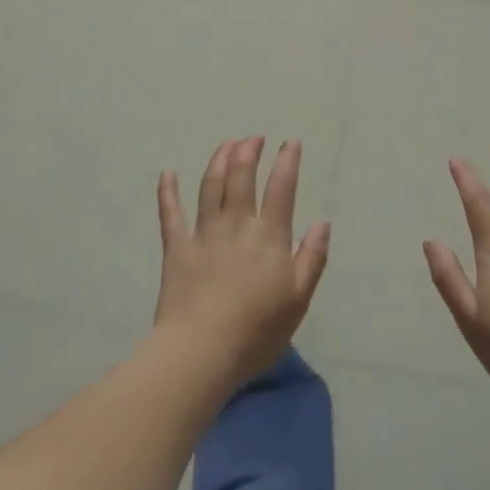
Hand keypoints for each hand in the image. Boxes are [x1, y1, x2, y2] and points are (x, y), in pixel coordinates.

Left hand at [153, 138, 330, 383]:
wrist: (201, 351)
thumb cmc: (256, 331)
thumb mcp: (298, 299)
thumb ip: (312, 258)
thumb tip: (322, 223)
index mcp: (269, 236)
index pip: (281, 189)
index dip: (287, 162)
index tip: (290, 142)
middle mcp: (236, 225)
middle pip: (241, 177)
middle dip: (248, 152)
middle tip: (253, 138)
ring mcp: (204, 233)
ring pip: (210, 186)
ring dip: (219, 160)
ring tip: (226, 145)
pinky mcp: (176, 248)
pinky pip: (170, 214)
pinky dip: (168, 192)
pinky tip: (167, 174)